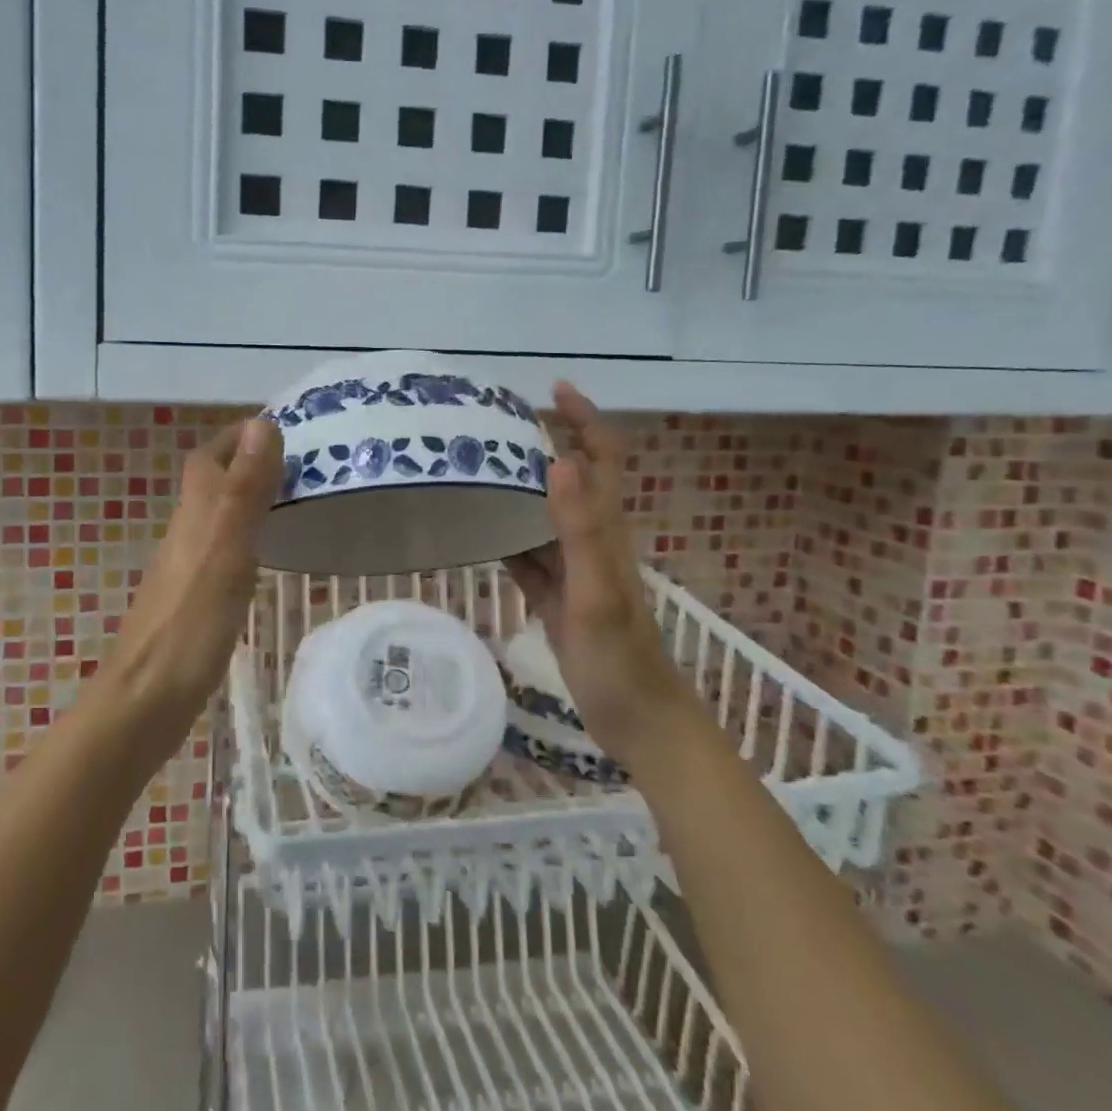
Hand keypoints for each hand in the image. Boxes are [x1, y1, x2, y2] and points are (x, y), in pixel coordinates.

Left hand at [109, 417, 283, 717]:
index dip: (241, 436)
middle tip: (304, 464)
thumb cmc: (191, 624)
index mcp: (195, 515)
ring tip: (297, 499)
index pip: (211, 456)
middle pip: (214, 482)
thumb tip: (262, 425)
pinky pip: (223, 550)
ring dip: (251, 498)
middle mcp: (186, 533)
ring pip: (218, 515)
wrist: (146, 701)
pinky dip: (248, 537)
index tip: (285, 428)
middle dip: (252, 463)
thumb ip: (244, 491)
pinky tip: (269, 555)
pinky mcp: (192, 599)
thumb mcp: (226, 551)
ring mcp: (187, 568)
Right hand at [506, 383, 686, 756]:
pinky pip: (526, 556)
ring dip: (517, 489)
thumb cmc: (620, 658)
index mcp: (606, 531)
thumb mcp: (596, 592)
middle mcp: (591, 540)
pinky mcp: (556, 596)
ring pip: (542, 515)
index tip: (554, 390)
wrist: (638, 720)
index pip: (602, 458)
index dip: (585, 420)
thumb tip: (559, 460)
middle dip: (541, 445)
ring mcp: (572, 569)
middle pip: (569, 479)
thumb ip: (580, 529)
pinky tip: (474, 532)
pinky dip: (504, 538)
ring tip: (474, 470)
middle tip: (493, 428)